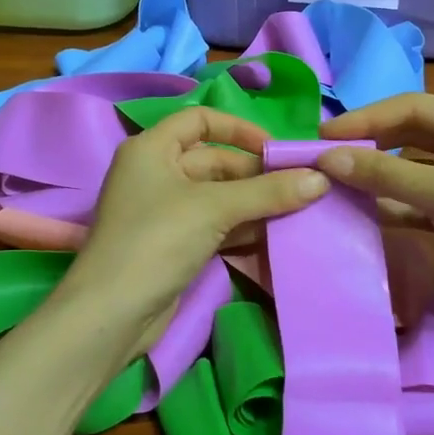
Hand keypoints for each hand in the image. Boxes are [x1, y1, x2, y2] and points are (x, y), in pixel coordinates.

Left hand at [62, 108, 327, 355]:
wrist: (112, 314)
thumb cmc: (157, 240)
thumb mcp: (215, 208)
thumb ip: (268, 192)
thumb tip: (321, 178)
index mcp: (152, 148)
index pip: (200, 120)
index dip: (239, 128)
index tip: (275, 149)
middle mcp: (155, 172)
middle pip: (213, 161)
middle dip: (255, 174)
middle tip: (299, 187)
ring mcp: (162, 210)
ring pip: (216, 196)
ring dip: (253, 203)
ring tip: (297, 211)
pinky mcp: (172, 243)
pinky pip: (213, 224)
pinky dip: (240, 227)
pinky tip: (273, 236)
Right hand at [318, 94, 433, 345]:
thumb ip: (385, 175)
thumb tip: (326, 158)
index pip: (413, 107)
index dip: (366, 118)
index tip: (323, 135)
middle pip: (411, 135)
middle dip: (369, 145)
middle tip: (324, 158)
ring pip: (412, 169)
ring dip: (377, 176)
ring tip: (333, 184)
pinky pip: (418, 200)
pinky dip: (392, 204)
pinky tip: (361, 211)